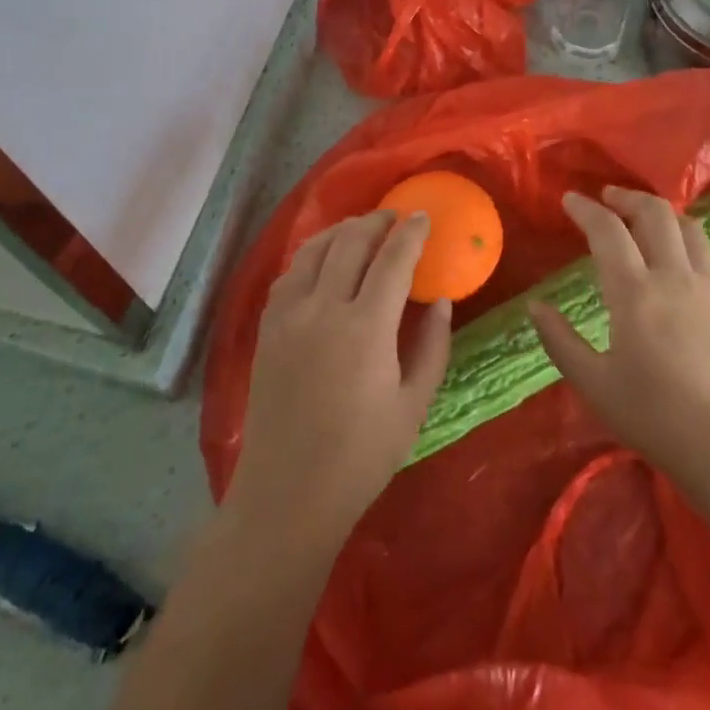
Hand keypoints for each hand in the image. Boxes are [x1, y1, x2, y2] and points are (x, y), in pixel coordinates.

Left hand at [228, 211, 452, 549]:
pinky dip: (311, 255)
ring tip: (360, 228)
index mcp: (366, 327)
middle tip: (394, 218)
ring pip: (314, 250)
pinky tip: (323, 260)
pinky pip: (290, 273)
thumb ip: (432, 345)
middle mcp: (323, 308)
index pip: (392, 259)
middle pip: (350, 242)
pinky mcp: (267, 328)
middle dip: (375, 222)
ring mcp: (288, 315)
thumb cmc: (362, 455)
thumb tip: (441, 300)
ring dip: (341, 230)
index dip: (410, 233)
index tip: (423, 216)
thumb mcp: (413, 404)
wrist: (288, 493)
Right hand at [530, 187, 709, 501]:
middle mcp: (674, 276)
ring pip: (688, 227)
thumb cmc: (657, 418)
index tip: (569, 199)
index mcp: (635, 292)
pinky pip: (709, 255)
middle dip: (627, 197)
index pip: (607, 230)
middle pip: (654, 213)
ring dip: (661, 213)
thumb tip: (535, 306)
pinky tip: (680, 257)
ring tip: (644, 218)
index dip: (585, 209)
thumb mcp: (595, 385)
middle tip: (607, 198)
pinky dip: (687, 241)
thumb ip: (560, 341)